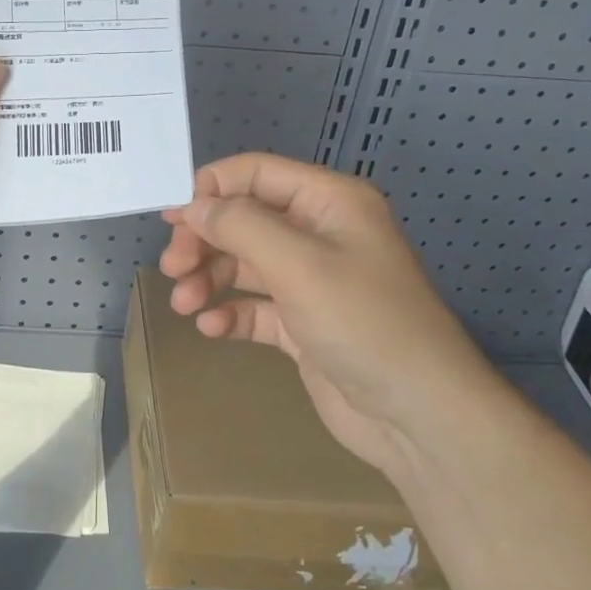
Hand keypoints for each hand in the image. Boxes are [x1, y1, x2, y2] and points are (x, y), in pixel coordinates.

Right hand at [160, 153, 492, 480]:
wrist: (419, 416)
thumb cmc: (363, 323)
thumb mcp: (299, 264)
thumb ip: (240, 226)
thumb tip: (193, 205)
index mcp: (329, 202)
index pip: (257, 173)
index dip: (211, 188)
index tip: (171, 218)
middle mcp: (320, 234)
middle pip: (245, 220)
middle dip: (205, 240)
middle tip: (172, 268)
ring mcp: (312, 282)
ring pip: (245, 264)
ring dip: (210, 278)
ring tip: (184, 304)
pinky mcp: (304, 325)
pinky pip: (256, 308)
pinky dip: (231, 313)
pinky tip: (211, 327)